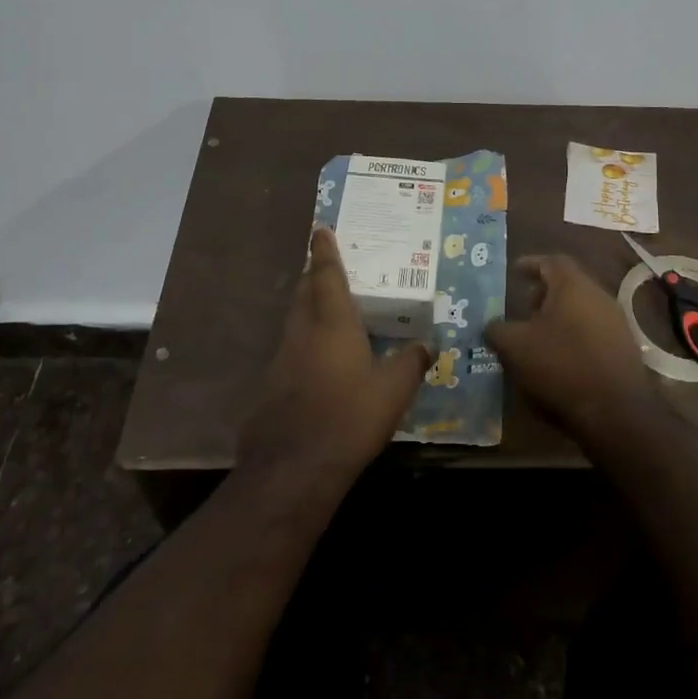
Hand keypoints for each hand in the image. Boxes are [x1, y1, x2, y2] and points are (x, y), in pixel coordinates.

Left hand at [238, 227, 432, 488]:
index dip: (324, 251)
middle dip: (312, 276)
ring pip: (293, 323)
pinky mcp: (269, 388)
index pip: (325, 275)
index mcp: (332, 323)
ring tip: (324, 312)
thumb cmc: (349, 418)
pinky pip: (288, 353)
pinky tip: (314, 366)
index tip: (319, 228)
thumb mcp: (394, 391)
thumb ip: (411, 363)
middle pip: (303, 293)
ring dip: (306, 310)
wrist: (293, 470)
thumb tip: (428, 344)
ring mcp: (280, 360)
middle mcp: (302, 333)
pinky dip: (301, 347)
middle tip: (323, 266)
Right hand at [484, 254, 662, 452]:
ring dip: (559, 316)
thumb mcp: (515, 346)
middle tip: (524, 307)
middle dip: (544, 292)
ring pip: (582, 308)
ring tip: (538, 335)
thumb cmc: (561, 365)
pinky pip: (593, 331)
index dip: (531, 263)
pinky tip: (561, 358)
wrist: (616, 410)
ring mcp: (616, 322)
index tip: (514, 271)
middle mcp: (599, 295)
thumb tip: (491, 325)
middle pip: (569, 284)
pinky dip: (574, 335)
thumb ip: (497, 330)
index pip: (551, 261)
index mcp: (573, 285)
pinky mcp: (625, 348)